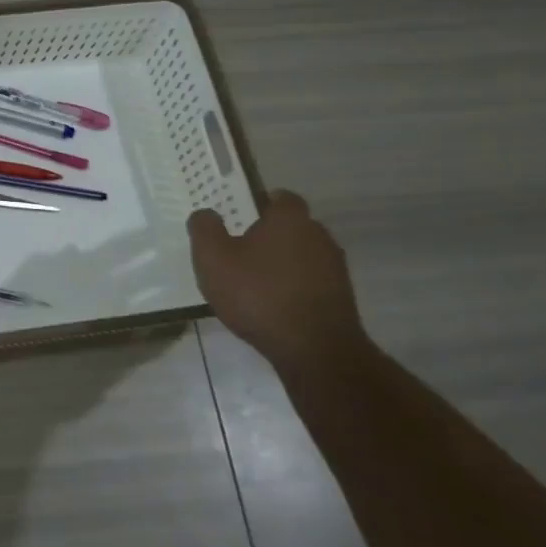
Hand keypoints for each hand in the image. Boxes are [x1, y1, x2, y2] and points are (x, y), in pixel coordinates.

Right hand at [187, 190, 367, 375]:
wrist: (314, 349)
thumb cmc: (258, 294)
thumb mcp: (213, 259)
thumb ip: (205, 229)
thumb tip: (206, 214)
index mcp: (290, 219)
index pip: (280, 197)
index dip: (258, 204)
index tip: (238, 217)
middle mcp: (319, 236)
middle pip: (291, 227)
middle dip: (268, 235)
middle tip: (238, 251)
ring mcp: (334, 268)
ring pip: (302, 255)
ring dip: (281, 264)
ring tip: (252, 283)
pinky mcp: (341, 298)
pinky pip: (310, 282)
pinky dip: (293, 287)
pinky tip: (271, 306)